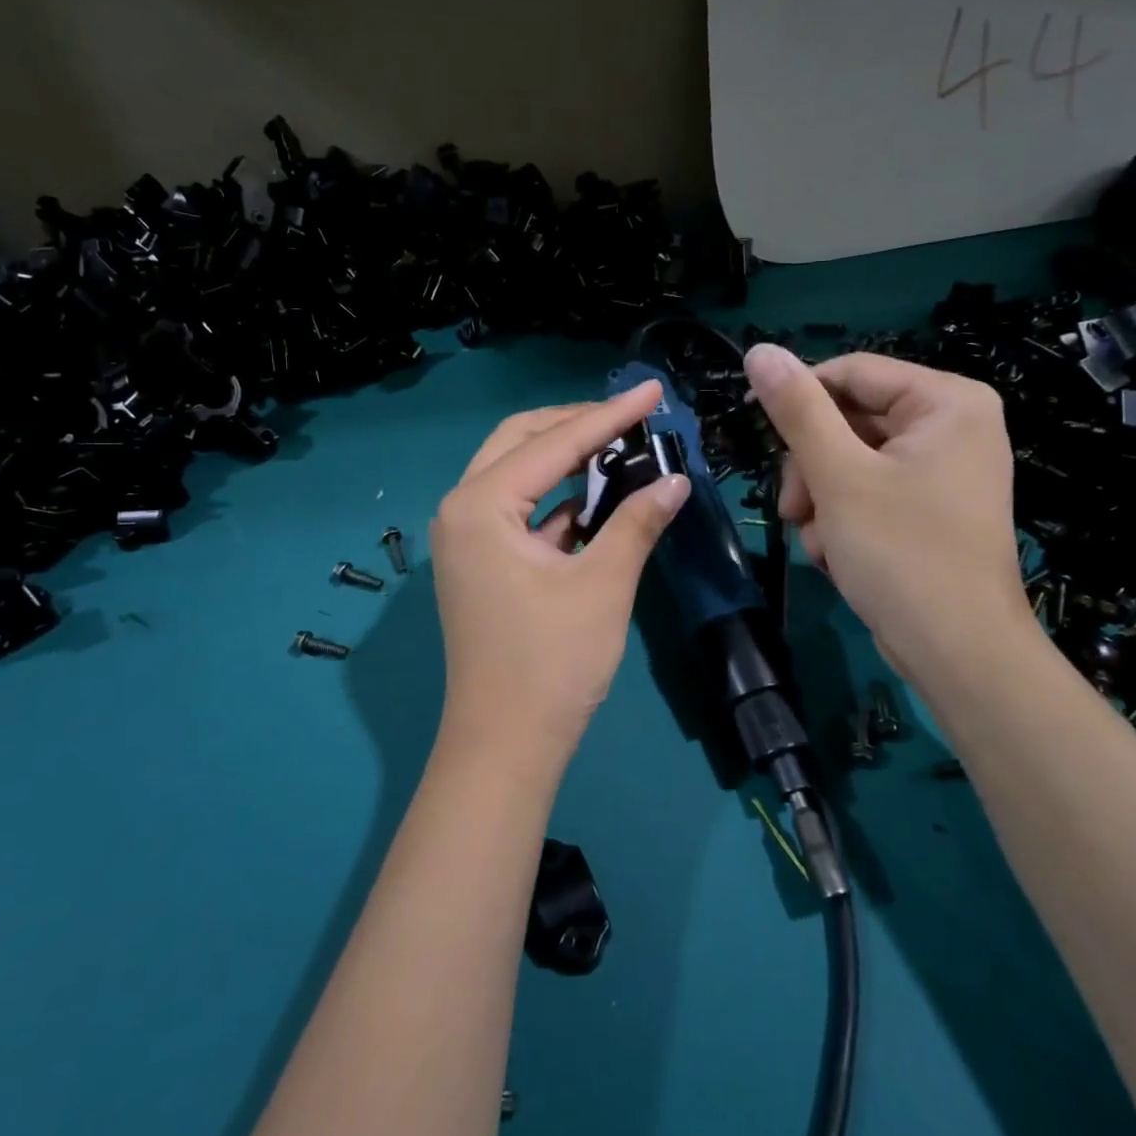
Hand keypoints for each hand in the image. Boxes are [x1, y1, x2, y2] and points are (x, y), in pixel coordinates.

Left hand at [430, 383, 688, 779]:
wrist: (505, 744)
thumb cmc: (551, 662)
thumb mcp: (602, 585)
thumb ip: (636, 522)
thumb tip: (674, 480)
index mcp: (480, 505)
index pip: (552, 443)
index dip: (608, 416)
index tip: (652, 391)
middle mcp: (461, 509)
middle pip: (520, 442)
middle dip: (575, 425)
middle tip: (631, 417)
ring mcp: (465, 537)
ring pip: (516, 473)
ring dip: (564, 458)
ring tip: (620, 445)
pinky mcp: (479, 561)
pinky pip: (517, 509)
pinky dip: (555, 498)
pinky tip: (595, 496)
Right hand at [744, 344, 1032, 687]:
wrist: (957, 652)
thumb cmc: (902, 553)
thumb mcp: (838, 476)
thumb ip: (797, 409)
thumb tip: (758, 351)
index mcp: (946, 402)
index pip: (851, 372)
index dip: (797, 397)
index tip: (752, 428)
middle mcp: (952, 427)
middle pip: (849, 420)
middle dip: (812, 468)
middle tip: (794, 509)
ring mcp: (942, 470)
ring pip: (849, 460)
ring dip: (821, 500)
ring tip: (820, 542)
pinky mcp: (929, 508)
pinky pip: (868, 491)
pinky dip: (843, 519)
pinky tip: (838, 554)